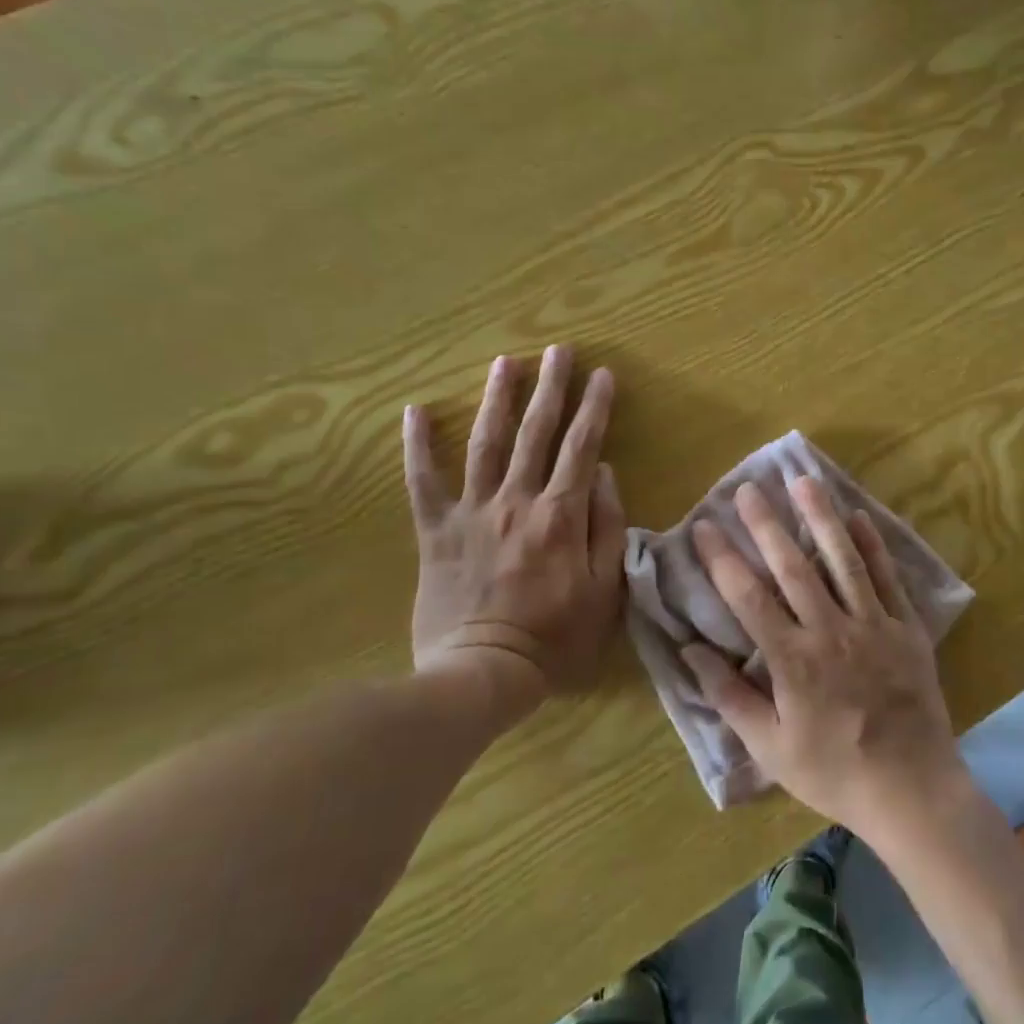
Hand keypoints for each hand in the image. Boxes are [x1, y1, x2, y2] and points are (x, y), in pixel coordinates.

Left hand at [403, 345, 625, 698]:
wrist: (482, 673)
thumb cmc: (555, 637)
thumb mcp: (604, 588)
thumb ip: (608, 526)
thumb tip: (605, 473)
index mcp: (561, 514)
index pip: (582, 447)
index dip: (594, 408)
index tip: (603, 374)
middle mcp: (517, 500)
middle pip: (537, 433)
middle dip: (551, 387)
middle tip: (558, 350)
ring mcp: (472, 512)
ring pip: (486, 443)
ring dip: (497, 399)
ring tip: (505, 361)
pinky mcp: (436, 530)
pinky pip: (423, 481)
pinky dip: (418, 445)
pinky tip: (416, 410)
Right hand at [682, 477, 966, 834]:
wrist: (912, 789)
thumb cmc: (833, 771)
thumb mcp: (770, 748)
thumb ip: (730, 697)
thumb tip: (691, 651)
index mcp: (793, 660)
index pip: (749, 597)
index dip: (723, 558)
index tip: (704, 527)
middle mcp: (831, 631)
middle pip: (793, 566)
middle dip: (766, 524)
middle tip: (748, 488)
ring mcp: (874, 625)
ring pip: (843, 560)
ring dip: (821, 518)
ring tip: (804, 482)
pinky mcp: (907, 628)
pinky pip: (888, 578)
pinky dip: (873, 546)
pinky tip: (859, 516)